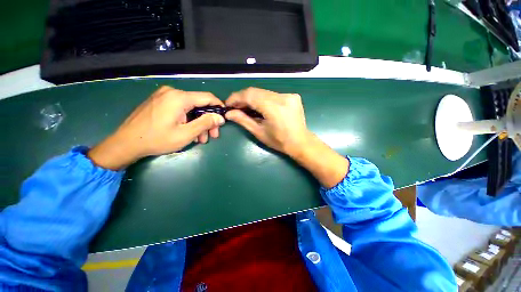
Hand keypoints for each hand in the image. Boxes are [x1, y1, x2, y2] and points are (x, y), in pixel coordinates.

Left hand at [88, 86, 224, 169]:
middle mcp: (172, 92)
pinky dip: (189, 120)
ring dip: (199, 123)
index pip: (207, 97)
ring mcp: (164, 96)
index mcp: (179, 97)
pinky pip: (181, 109)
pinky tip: (190, 132)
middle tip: (212, 135)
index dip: (218, 107)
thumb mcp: (186, 134)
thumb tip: (220, 118)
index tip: (224, 119)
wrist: (126, 143)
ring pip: (191, 108)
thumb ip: (205, 123)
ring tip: (201, 139)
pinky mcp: (160, 102)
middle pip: (199, 104)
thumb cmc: (157, 139)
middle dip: (208, 121)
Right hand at [226, 87, 348, 187]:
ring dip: (253, 98)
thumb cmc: (279, 141)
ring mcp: (289, 95)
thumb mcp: (259, 132)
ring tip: (246, 108)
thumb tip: (228, 113)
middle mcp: (282, 97)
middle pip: (256, 91)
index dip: (236, 98)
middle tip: (235, 107)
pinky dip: (263, 99)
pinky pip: (272, 94)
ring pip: (264, 92)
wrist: (300, 142)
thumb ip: (243, 120)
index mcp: (274, 108)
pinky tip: (260, 107)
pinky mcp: (292, 96)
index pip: (250, 95)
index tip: (228, 104)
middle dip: (243, 98)